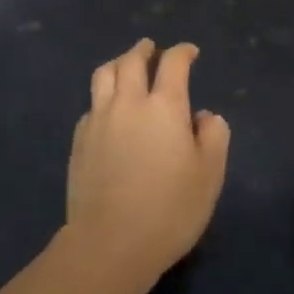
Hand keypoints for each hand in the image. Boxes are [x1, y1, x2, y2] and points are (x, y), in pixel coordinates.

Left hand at [66, 39, 230, 282]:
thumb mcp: (210, 175)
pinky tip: (108, 110)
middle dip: (144, 50)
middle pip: (132, 60)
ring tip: (125, 67)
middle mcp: (129, 102)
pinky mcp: (80, 141)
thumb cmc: (169, 210)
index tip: (190, 52)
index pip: (173, 63)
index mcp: (164, 106)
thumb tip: (203, 116)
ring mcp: (99, 119)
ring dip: (118, 63)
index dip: (183, 52)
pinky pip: (91, 104)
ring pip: (104, 74)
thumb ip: (214, 136)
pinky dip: (103, 96)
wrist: (109, 244)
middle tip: (152, 49)